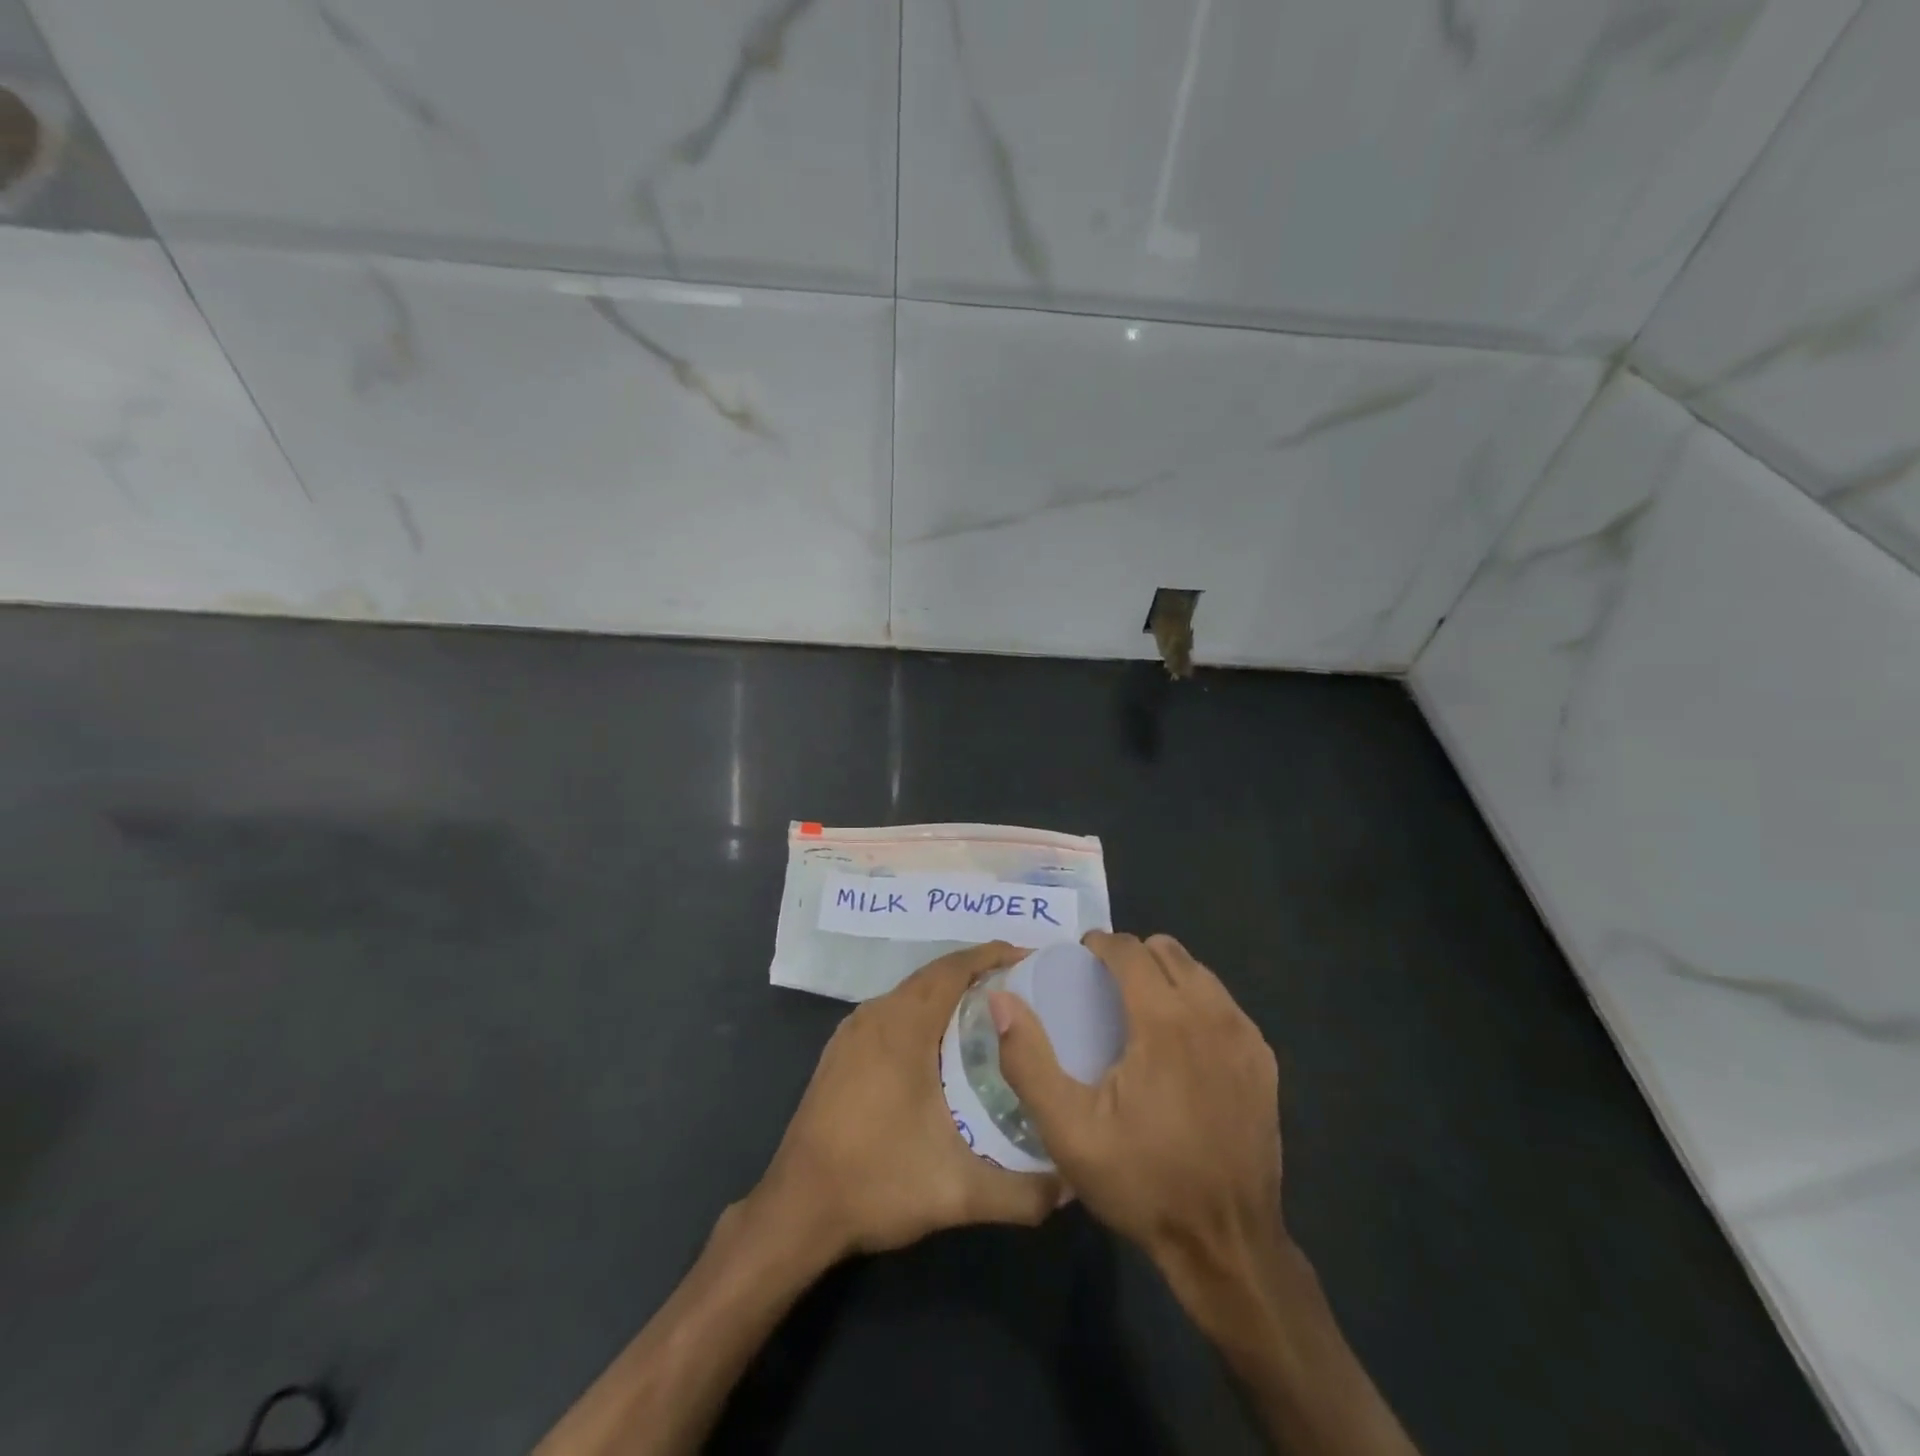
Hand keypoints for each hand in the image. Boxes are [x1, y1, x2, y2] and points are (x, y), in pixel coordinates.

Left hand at [750, 942, 1061, 1261]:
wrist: (797, 1209)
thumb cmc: (877, 1182)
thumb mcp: (958, 1192)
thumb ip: (1022, 1193)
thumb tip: (1073, 1185)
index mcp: (903, 1025)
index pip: (954, 968)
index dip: (993, 955)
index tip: (1031, 958)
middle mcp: (876, 1014)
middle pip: (934, 975)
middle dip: (977, 971)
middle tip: (1022, 986)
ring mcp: (853, 1032)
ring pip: (910, 993)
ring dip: (949, 991)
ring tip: (992, 1010)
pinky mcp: (841, 1052)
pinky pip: (892, 1011)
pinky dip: (924, 1011)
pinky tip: (943, 1044)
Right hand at [990, 931, 1284, 1308]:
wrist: (1227, 1244)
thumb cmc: (1142, 1182)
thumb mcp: (1068, 1130)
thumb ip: (1028, 1060)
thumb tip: (1001, 1001)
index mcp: (1164, 1021)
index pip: (1129, 949)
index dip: (1099, 945)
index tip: (1080, 961)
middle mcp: (1211, 1014)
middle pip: (1167, 950)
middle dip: (1132, 956)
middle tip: (1105, 990)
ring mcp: (1245, 1036)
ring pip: (1198, 972)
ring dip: (1165, 976)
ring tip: (1141, 1012)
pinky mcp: (1264, 1060)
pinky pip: (1224, 1004)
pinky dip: (1197, 1004)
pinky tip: (1181, 1045)